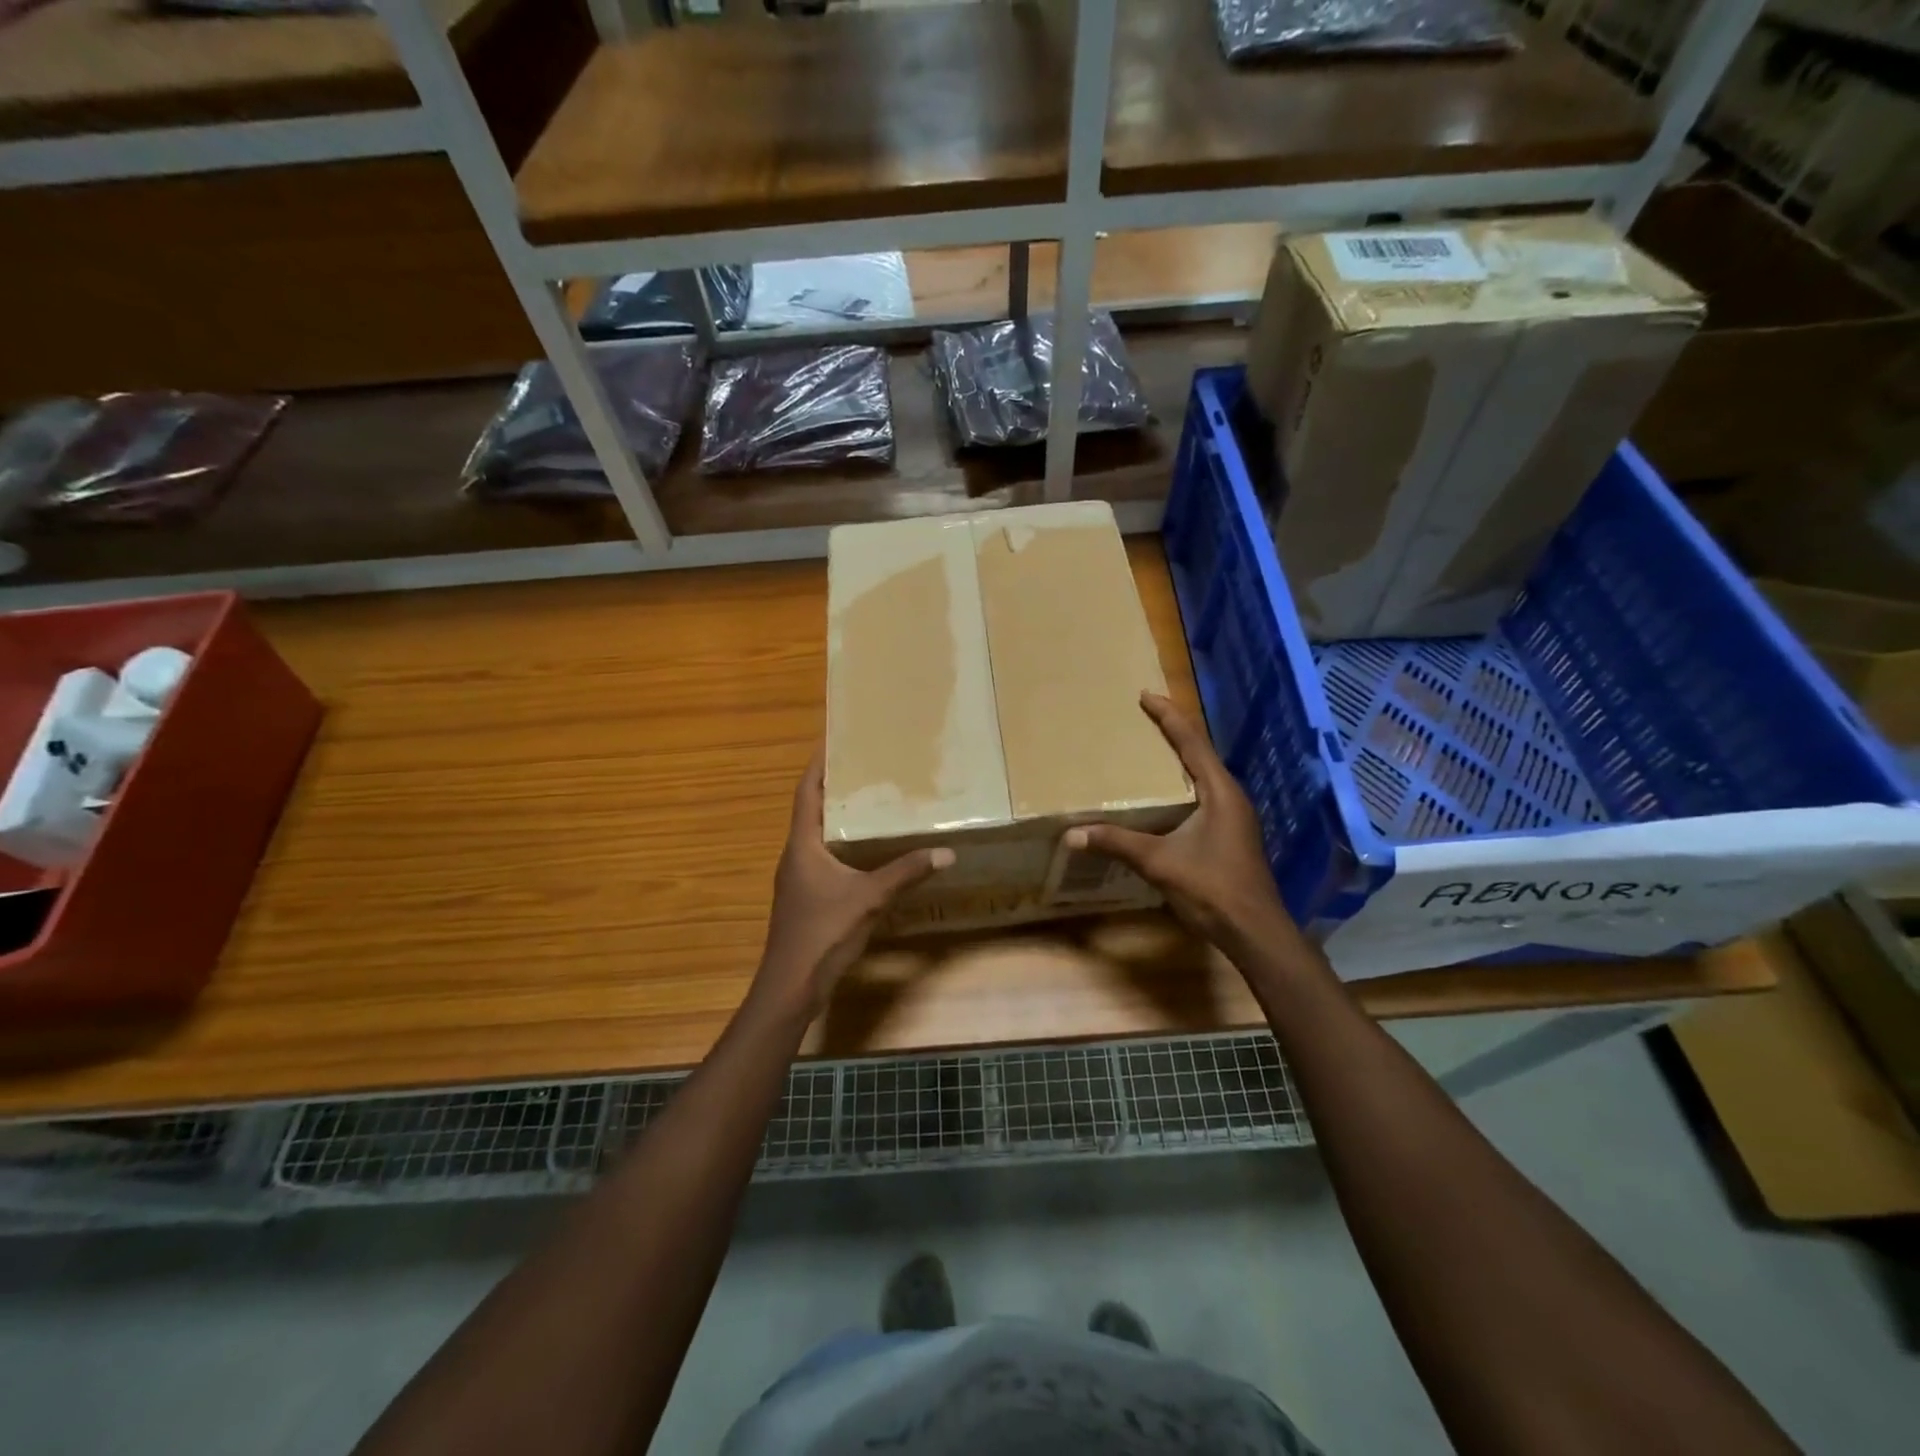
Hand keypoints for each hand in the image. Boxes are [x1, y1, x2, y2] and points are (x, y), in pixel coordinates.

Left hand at [754, 751, 952, 1018]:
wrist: (791, 985)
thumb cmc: (823, 933)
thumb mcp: (870, 899)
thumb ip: (906, 873)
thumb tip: (945, 852)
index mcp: (803, 846)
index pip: (806, 793)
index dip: (818, 767)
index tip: (832, 742)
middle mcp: (796, 856)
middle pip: (811, 811)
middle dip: (835, 789)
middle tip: (864, 769)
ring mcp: (798, 879)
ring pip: (817, 837)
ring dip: (838, 819)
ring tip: (869, 803)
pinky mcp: (805, 898)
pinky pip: (823, 858)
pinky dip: (842, 846)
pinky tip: (866, 852)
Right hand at [1067, 693, 1291, 955]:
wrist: (1255, 931)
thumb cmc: (1212, 889)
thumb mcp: (1160, 863)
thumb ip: (1118, 843)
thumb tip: (1073, 834)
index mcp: (1220, 792)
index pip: (1192, 742)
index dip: (1168, 716)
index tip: (1146, 695)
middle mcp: (1231, 797)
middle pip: (1201, 752)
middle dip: (1173, 731)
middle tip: (1145, 716)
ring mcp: (1235, 816)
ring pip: (1205, 775)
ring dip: (1181, 757)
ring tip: (1152, 749)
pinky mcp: (1232, 834)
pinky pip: (1205, 794)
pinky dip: (1184, 783)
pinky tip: (1166, 796)